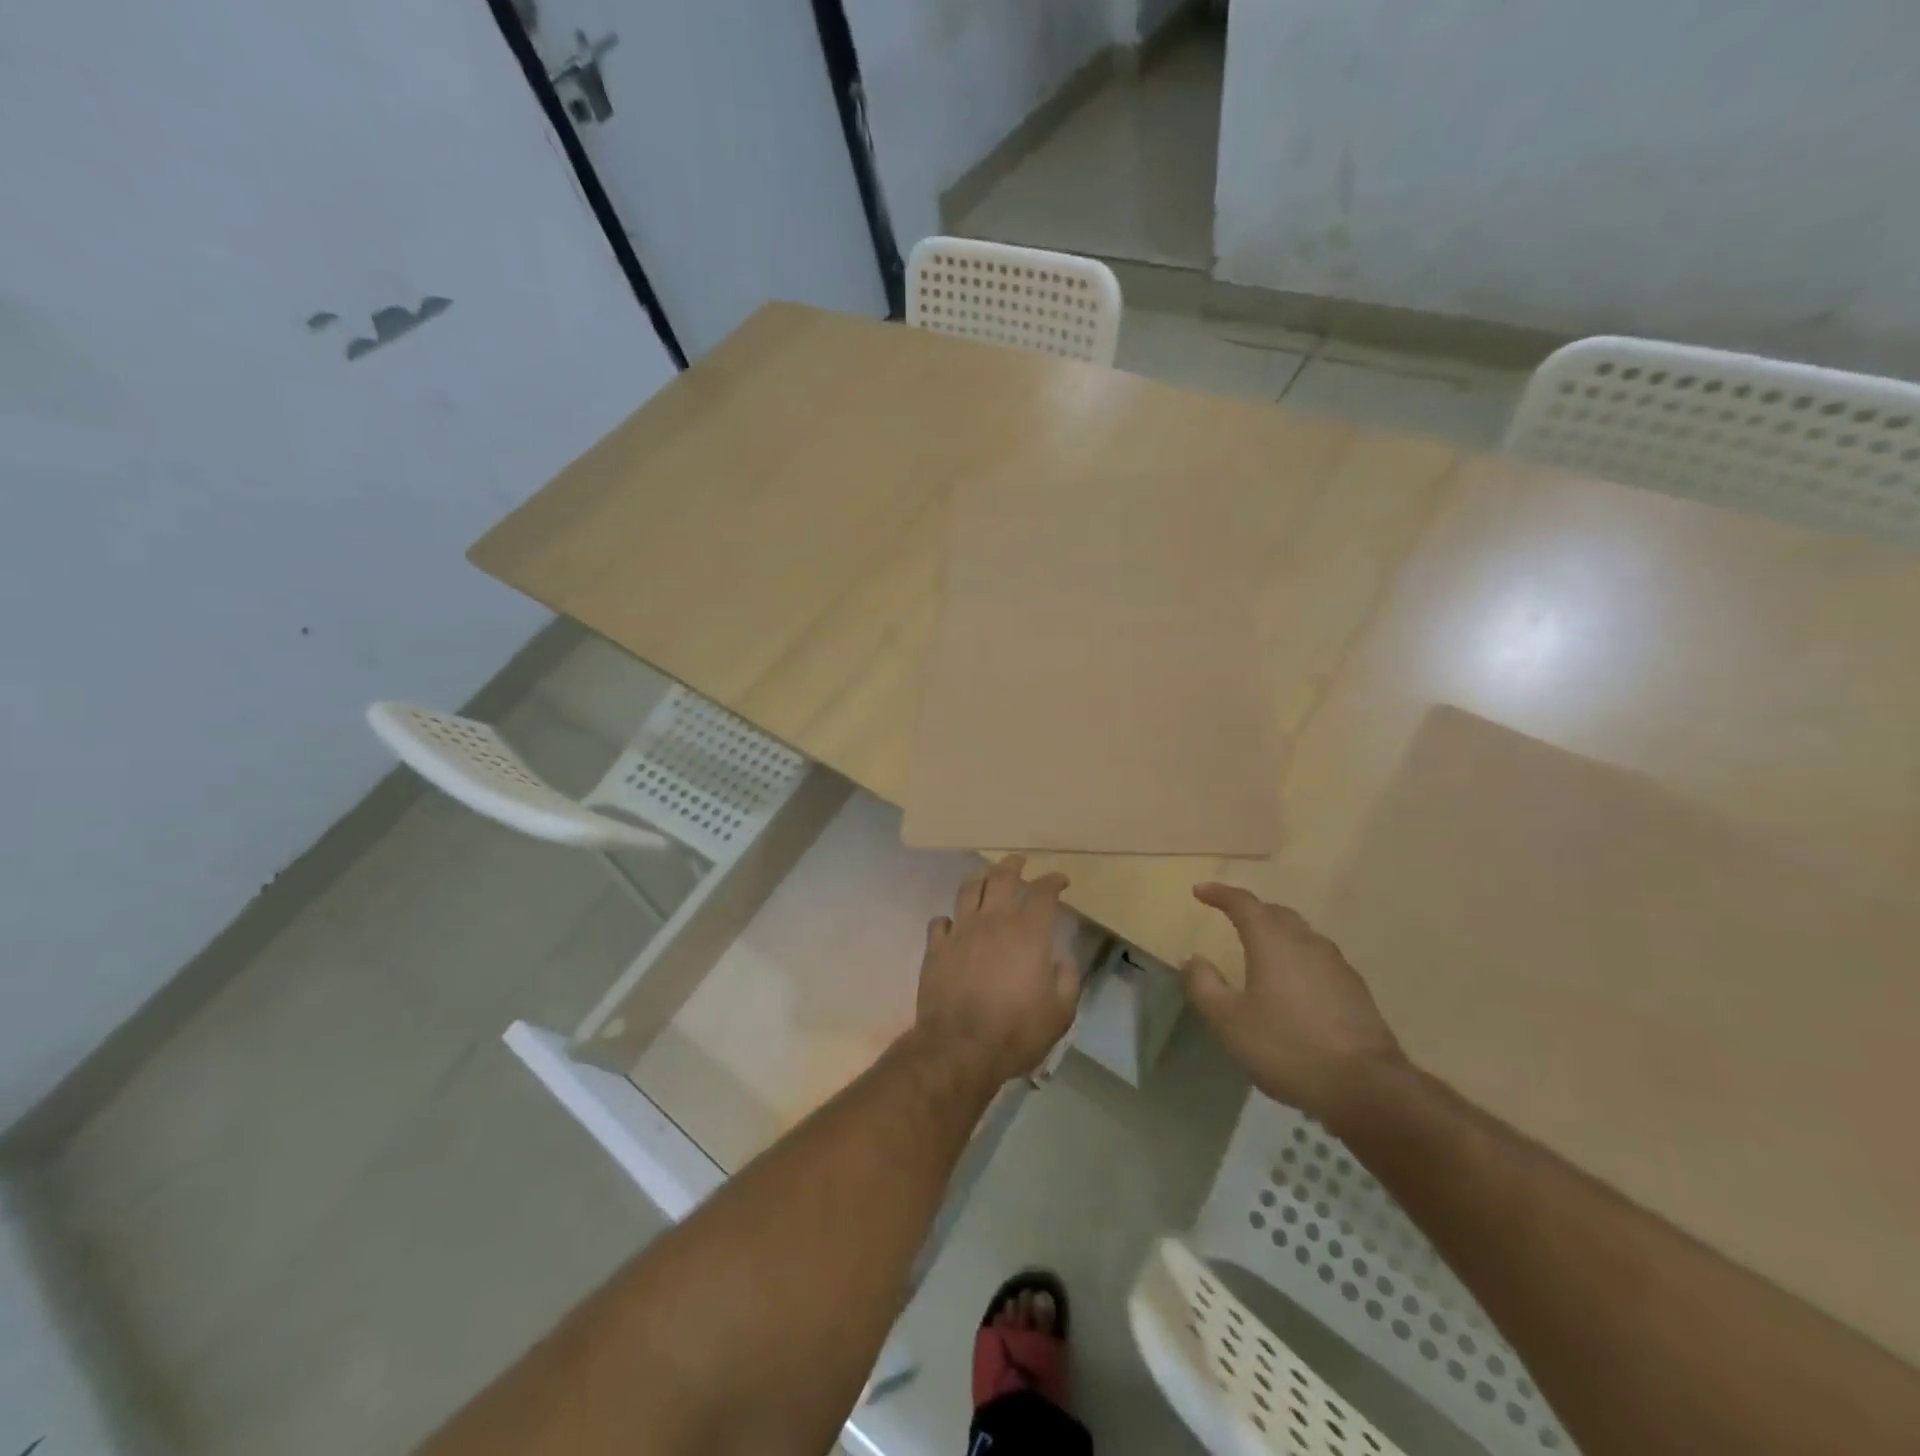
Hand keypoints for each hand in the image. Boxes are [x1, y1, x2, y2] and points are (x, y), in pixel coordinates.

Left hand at [916, 854, 1079, 1085]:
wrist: (960, 1047)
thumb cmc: (1016, 1031)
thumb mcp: (1060, 1013)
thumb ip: (1067, 980)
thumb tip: (1062, 960)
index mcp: (1028, 933)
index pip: (1043, 893)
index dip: (1053, 881)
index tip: (1060, 880)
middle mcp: (994, 921)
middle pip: (1001, 877)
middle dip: (1013, 864)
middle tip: (1019, 860)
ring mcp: (961, 931)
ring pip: (968, 889)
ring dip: (980, 879)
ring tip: (985, 877)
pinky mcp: (936, 948)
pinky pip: (941, 921)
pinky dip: (949, 919)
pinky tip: (953, 924)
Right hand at [1183, 883, 1405, 1123]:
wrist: (1366, 1087)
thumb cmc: (1287, 1047)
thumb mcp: (1229, 1021)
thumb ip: (1204, 986)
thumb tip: (1194, 959)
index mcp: (1272, 942)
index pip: (1243, 903)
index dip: (1219, 894)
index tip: (1200, 891)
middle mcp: (1306, 942)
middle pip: (1276, 913)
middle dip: (1252, 910)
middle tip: (1231, 916)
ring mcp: (1336, 965)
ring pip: (1302, 935)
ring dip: (1278, 934)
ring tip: (1262, 949)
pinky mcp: (1356, 990)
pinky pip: (1319, 960)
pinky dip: (1299, 959)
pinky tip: (1295, 984)